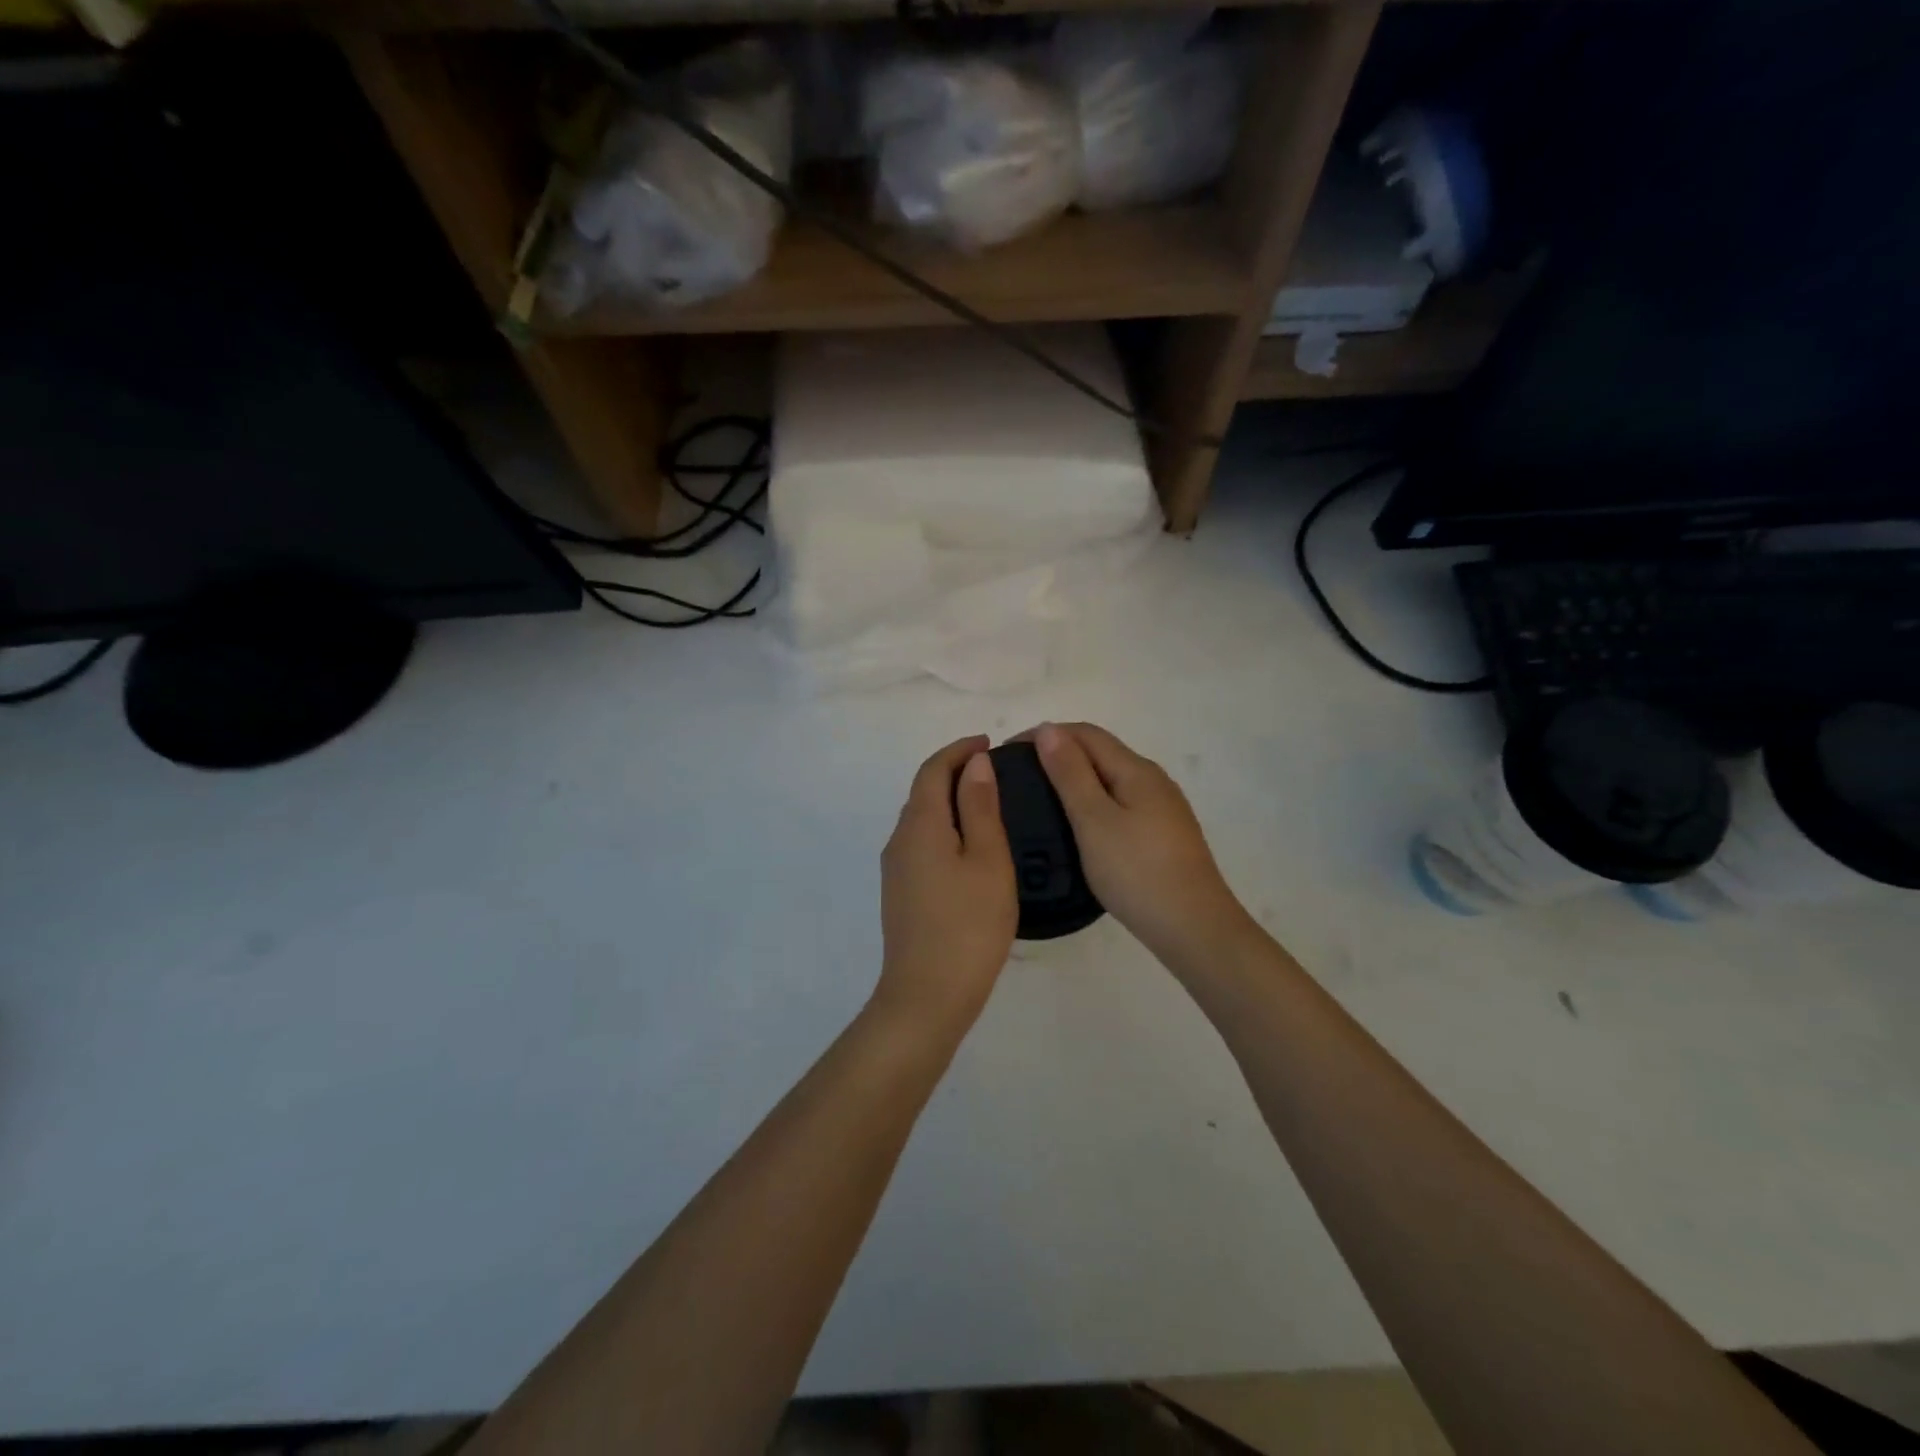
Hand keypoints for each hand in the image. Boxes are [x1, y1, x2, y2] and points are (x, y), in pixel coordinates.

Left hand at [874, 736, 1017, 1038]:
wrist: (927, 996)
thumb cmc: (968, 924)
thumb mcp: (988, 859)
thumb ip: (981, 807)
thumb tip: (975, 763)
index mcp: (920, 825)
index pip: (932, 770)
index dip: (958, 750)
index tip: (988, 742)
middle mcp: (899, 840)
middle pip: (923, 792)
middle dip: (954, 772)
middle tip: (994, 771)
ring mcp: (896, 870)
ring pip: (922, 820)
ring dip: (950, 802)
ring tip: (988, 804)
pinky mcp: (901, 894)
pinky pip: (922, 844)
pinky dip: (945, 829)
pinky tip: (970, 847)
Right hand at [1025, 723, 1251, 964]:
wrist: (1194, 928)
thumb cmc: (1136, 872)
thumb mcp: (1094, 820)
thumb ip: (1070, 773)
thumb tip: (1049, 729)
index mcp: (1136, 770)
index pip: (1085, 733)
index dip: (1046, 734)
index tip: (1009, 753)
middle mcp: (1153, 780)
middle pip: (1100, 752)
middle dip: (1058, 752)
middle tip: (1019, 777)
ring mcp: (1162, 808)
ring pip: (1110, 778)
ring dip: (1074, 777)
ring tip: (1040, 798)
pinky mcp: (1163, 834)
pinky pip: (1120, 802)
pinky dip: (1092, 801)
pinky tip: (1077, 825)